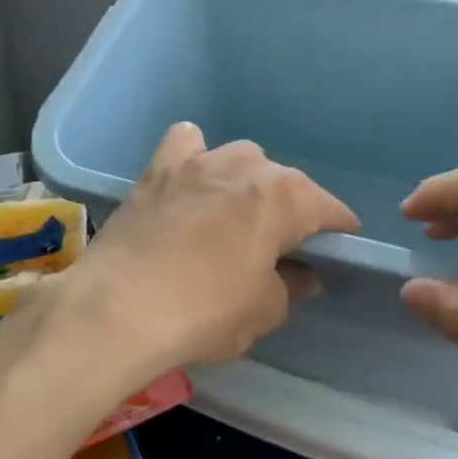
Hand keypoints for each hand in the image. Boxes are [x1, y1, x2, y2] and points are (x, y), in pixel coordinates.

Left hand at [57, 123, 359, 387]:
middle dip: (292, 210)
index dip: (339, 232)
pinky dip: (194, 157)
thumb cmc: (204, 313)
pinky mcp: (158, 168)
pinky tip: (190, 182)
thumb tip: (302, 274)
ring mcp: (200, 161)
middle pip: (286, 182)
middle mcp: (248, 166)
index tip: (338, 253)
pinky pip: (187, 144)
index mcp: (285, 198)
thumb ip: (292, 285)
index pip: (330, 209)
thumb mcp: (264, 311)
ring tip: (235, 216)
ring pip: (240, 159)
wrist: (118, 308)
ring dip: (247, 183)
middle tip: (281, 247)